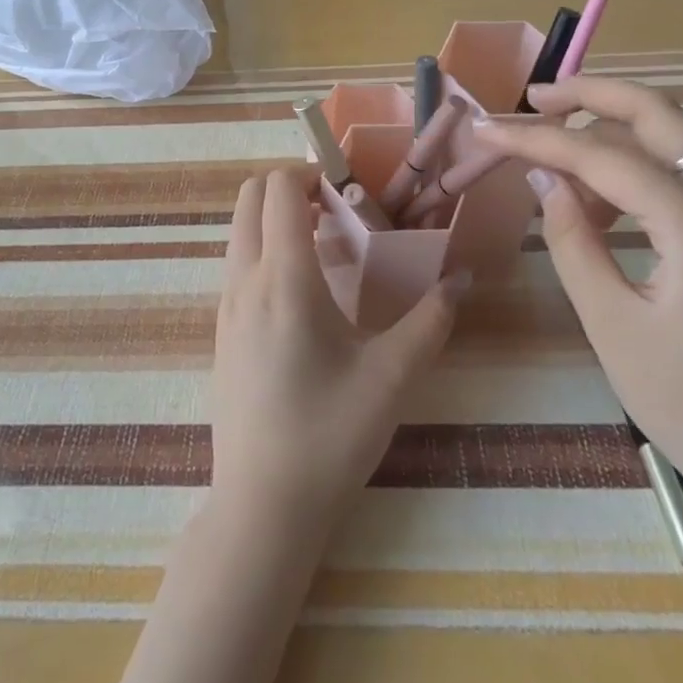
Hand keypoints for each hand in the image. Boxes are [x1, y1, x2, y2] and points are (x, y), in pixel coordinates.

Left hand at [211, 168, 464, 530]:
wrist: (262, 508)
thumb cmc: (329, 435)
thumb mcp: (392, 377)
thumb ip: (432, 320)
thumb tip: (461, 279)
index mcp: (283, 277)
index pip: (280, 187)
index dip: (311, 173)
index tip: (348, 191)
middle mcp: (245, 279)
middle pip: (250, 196)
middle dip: (289, 186)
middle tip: (334, 209)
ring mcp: (226, 305)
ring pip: (240, 230)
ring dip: (275, 218)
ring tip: (324, 247)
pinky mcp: (221, 330)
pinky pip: (237, 263)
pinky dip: (264, 249)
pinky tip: (304, 293)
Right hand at [474, 79, 682, 519]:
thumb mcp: (612, 325)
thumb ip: (572, 240)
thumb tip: (543, 178)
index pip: (601, 156)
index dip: (536, 139)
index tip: (484, 129)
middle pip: (656, 113)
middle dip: (592, 93)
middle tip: (535, 97)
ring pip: (672, 136)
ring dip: (612, 125)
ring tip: (553, 145)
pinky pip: (681, 171)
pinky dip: (634, 162)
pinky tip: (595, 194)